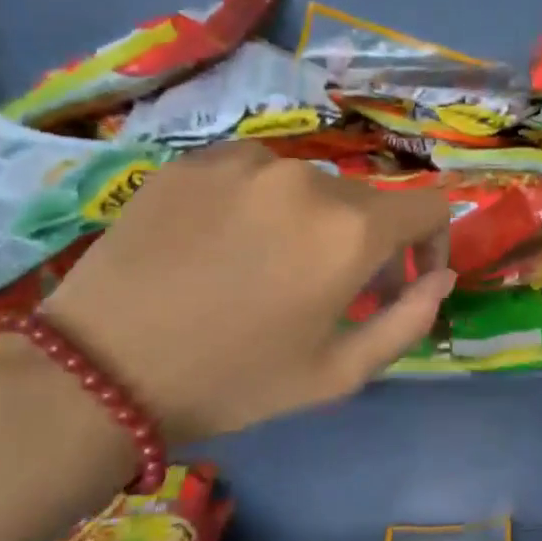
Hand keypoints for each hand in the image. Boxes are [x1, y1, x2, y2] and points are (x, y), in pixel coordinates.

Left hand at [41, 143, 453, 441]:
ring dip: (311, 224)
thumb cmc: (234, 380)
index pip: (430, 206)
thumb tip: (440, 276)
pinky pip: (254, 174)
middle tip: (333, 292)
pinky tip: (223, 245)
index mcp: (350, 229)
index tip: (407, 279)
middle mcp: (307, 178)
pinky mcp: (195, 160)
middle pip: (367, 203)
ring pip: (310, 187)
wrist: (100, 370)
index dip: (434, 242)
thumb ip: (409, 320)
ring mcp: (246, 162)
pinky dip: (259, 205)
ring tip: (268, 269)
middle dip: (368, 245)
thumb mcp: (339, 372)